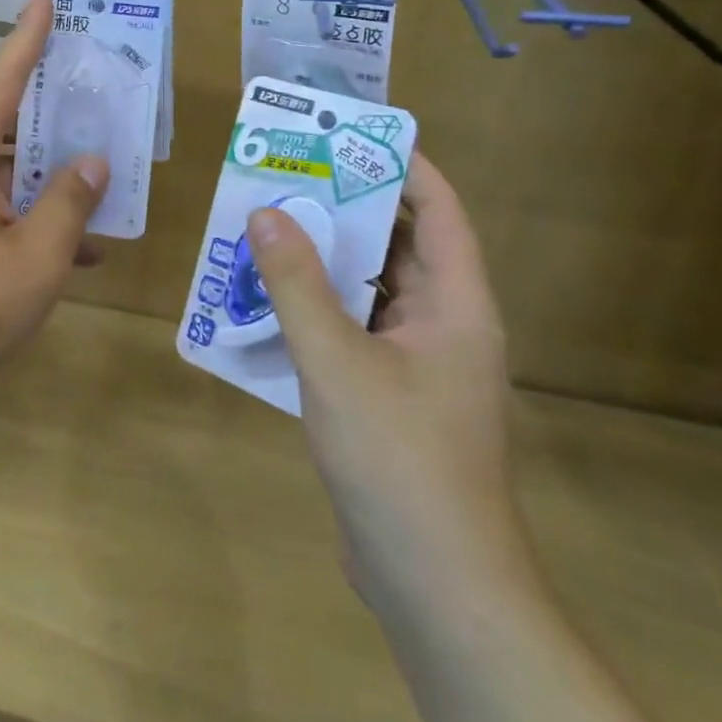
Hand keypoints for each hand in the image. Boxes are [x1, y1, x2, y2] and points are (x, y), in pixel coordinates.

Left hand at [0, 0, 108, 429]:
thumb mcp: (36, 256)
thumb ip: (69, 205)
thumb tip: (93, 162)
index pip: (2, 82)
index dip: (26, 39)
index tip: (44, 0)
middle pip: (9, 125)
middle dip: (51, 108)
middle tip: (93, 87)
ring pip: (12, 176)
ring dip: (53, 176)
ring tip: (105, 170)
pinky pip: (5, 216)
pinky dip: (40, 223)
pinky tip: (84, 250)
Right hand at [249, 154, 521, 602]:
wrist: (435, 586)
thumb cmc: (399, 459)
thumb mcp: (336, 362)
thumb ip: (296, 283)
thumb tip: (265, 212)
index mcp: (456, 305)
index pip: (439, 211)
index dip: (402, 165)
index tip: (349, 134)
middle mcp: (444, 324)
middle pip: (400, 243)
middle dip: (348, 206)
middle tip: (291, 172)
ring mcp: (420, 362)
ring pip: (372, 287)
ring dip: (326, 257)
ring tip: (270, 222)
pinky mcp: (393, 393)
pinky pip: (355, 326)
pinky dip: (318, 304)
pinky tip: (268, 297)